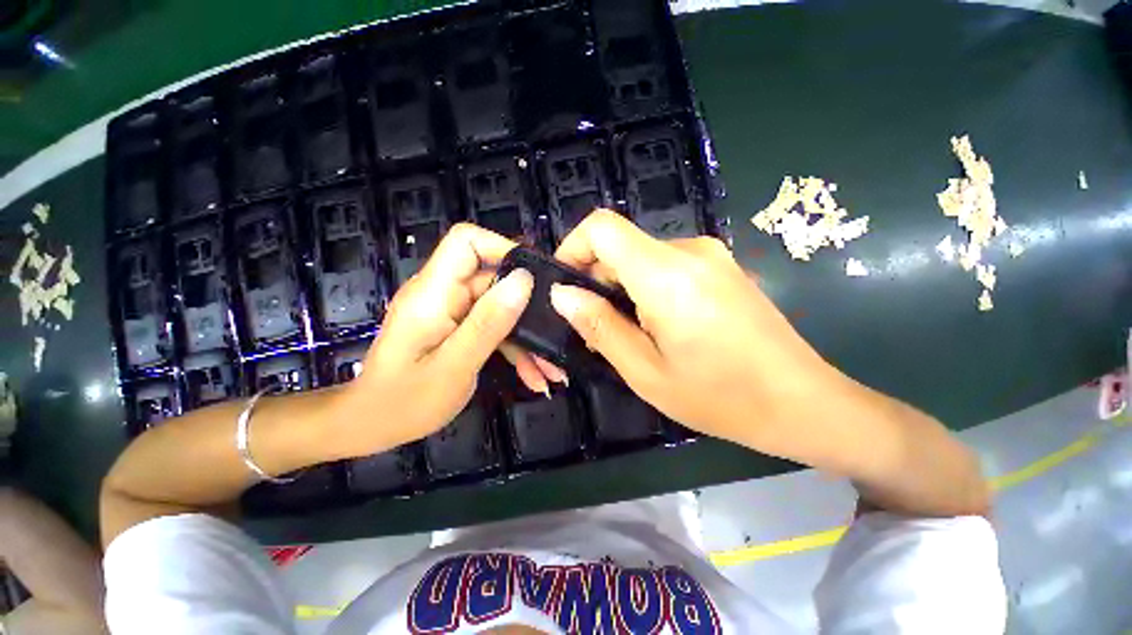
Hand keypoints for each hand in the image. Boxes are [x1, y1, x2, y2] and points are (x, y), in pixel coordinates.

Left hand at [339, 224, 533, 451]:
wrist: (373, 427)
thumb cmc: (405, 402)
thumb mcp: (455, 365)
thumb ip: (489, 322)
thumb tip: (524, 280)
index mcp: (434, 292)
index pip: (466, 242)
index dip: (503, 248)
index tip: (536, 276)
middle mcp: (444, 294)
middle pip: (494, 281)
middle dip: (529, 309)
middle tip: (557, 334)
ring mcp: (452, 312)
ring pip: (500, 310)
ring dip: (527, 338)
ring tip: (551, 370)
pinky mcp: (458, 329)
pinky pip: (493, 329)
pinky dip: (514, 350)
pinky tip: (534, 377)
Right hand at [550, 210, 847, 455]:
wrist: (801, 402)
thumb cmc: (720, 396)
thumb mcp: (644, 370)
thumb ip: (598, 325)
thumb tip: (561, 294)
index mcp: (666, 273)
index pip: (602, 227)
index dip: (573, 248)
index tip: (564, 286)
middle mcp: (689, 251)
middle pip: (620, 245)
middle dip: (596, 281)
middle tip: (595, 328)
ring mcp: (710, 256)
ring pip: (641, 258)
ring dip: (621, 289)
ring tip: (626, 334)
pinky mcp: (720, 267)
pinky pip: (665, 267)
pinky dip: (646, 289)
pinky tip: (656, 327)